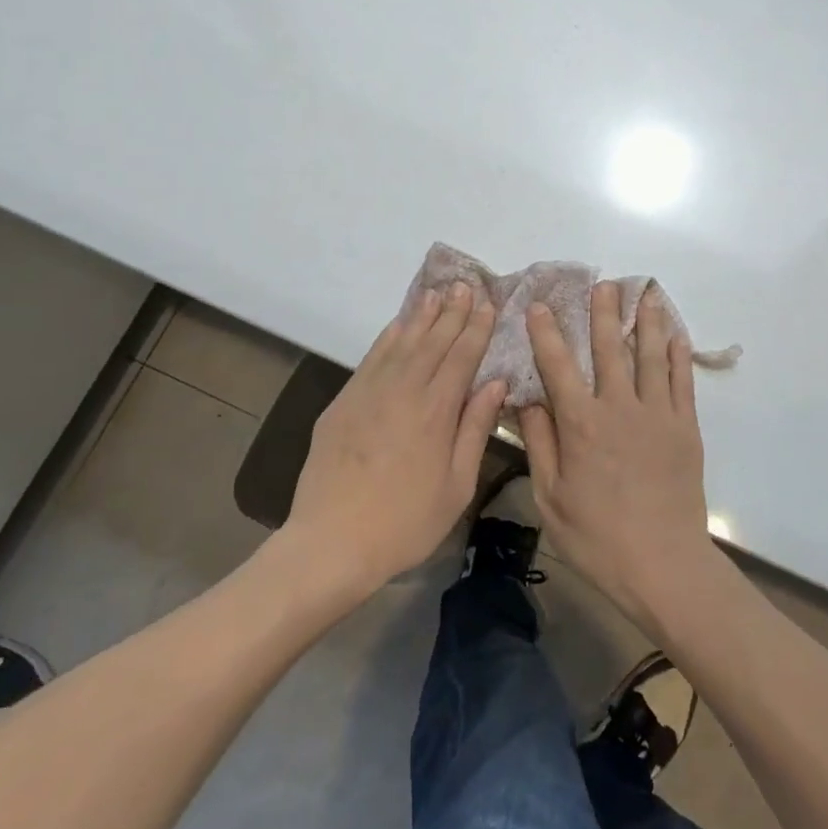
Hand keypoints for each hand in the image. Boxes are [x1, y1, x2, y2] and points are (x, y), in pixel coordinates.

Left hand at [287, 283, 504, 596]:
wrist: (332, 542)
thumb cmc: (406, 522)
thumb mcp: (457, 485)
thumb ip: (475, 429)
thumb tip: (495, 383)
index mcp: (437, 411)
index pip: (462, 357)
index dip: (477, 328)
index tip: (488, 304)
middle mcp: (404, 391)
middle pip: (433, 342)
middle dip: (452, 313)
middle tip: (465, 286)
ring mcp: (369, 393)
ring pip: (401, 343)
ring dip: (421, 317)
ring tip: (436, 294)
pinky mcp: (343, 403)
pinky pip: (370, 359)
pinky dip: (387, 338)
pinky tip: (398, 326)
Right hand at [518, 281, 719, 634]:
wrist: (663, 565)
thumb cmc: (597, 537)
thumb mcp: (551, 498)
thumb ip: (541, 444)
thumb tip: (529, 399)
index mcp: (581, 424)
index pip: (558, 366)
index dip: (547, 333)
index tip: (541, 305)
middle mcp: (620, 408)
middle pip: (610, 349)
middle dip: (603, 313)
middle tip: (603, 283)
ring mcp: (657, 415)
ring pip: (650, 356)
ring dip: (646, 321)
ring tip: (645, 292)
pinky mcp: (685, 428)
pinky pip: (681, 382)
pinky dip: (678, 355)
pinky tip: (675, 335)